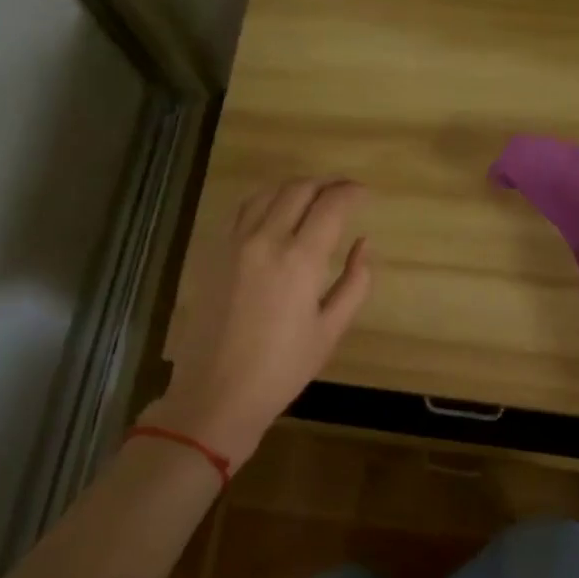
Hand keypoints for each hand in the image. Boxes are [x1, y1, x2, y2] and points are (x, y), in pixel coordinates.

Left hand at [142, 178, 371, 468]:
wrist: (216, 393)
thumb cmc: (282, 369)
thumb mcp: (331, 330)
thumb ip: (355, 282)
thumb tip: (364, 243)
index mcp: (299, 260)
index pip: (330, 205)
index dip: (351, 192)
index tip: (364, 193)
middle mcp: (265, 240)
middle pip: (298, 190)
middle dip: (326, 184)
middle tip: (344, 191)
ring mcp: (234, 243)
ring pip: (268, 193)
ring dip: (295, 188)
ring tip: (313, 197)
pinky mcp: (214, 253)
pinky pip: (243, 211)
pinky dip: (267, 201)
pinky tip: (277, 213)